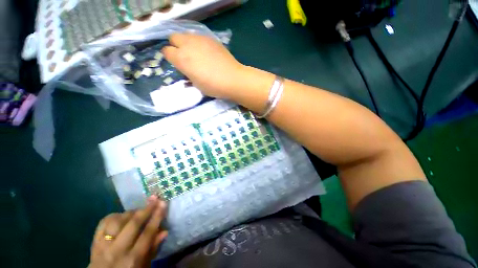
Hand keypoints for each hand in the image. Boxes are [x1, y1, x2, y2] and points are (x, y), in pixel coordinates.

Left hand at [89, 196, 167, 267]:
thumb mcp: (144, 266)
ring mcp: (103, 246)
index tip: (163, 203)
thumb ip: (153, 249)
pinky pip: (103, 223)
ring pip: (117, 221)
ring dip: (130, 213)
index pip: (147, 233)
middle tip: (155, 198)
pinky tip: (121, 215)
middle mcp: (117, 251)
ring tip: (138, 210)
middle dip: (146, 209)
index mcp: (132, 259)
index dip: (157, 217)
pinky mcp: (94, 243)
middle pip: (133, 224)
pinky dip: (114, 216)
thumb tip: (164, 231)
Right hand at [162, 33, 244, 98]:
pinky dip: (199, 43)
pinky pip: (199, 37)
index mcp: (181, 58)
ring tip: (197, 54)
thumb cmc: (213, 86)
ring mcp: (200, 39)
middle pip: (173, 37)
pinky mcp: (211, 38)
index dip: (171, 57)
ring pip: (186, 35)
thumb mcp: (196, 84)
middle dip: (176, 46)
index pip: (166, 51)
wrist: (232, 79)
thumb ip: (187, 73)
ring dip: (187, 43)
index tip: (177, 64)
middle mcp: (188, 45)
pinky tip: (207, 52)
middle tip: (185, 57)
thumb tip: (186, 68)